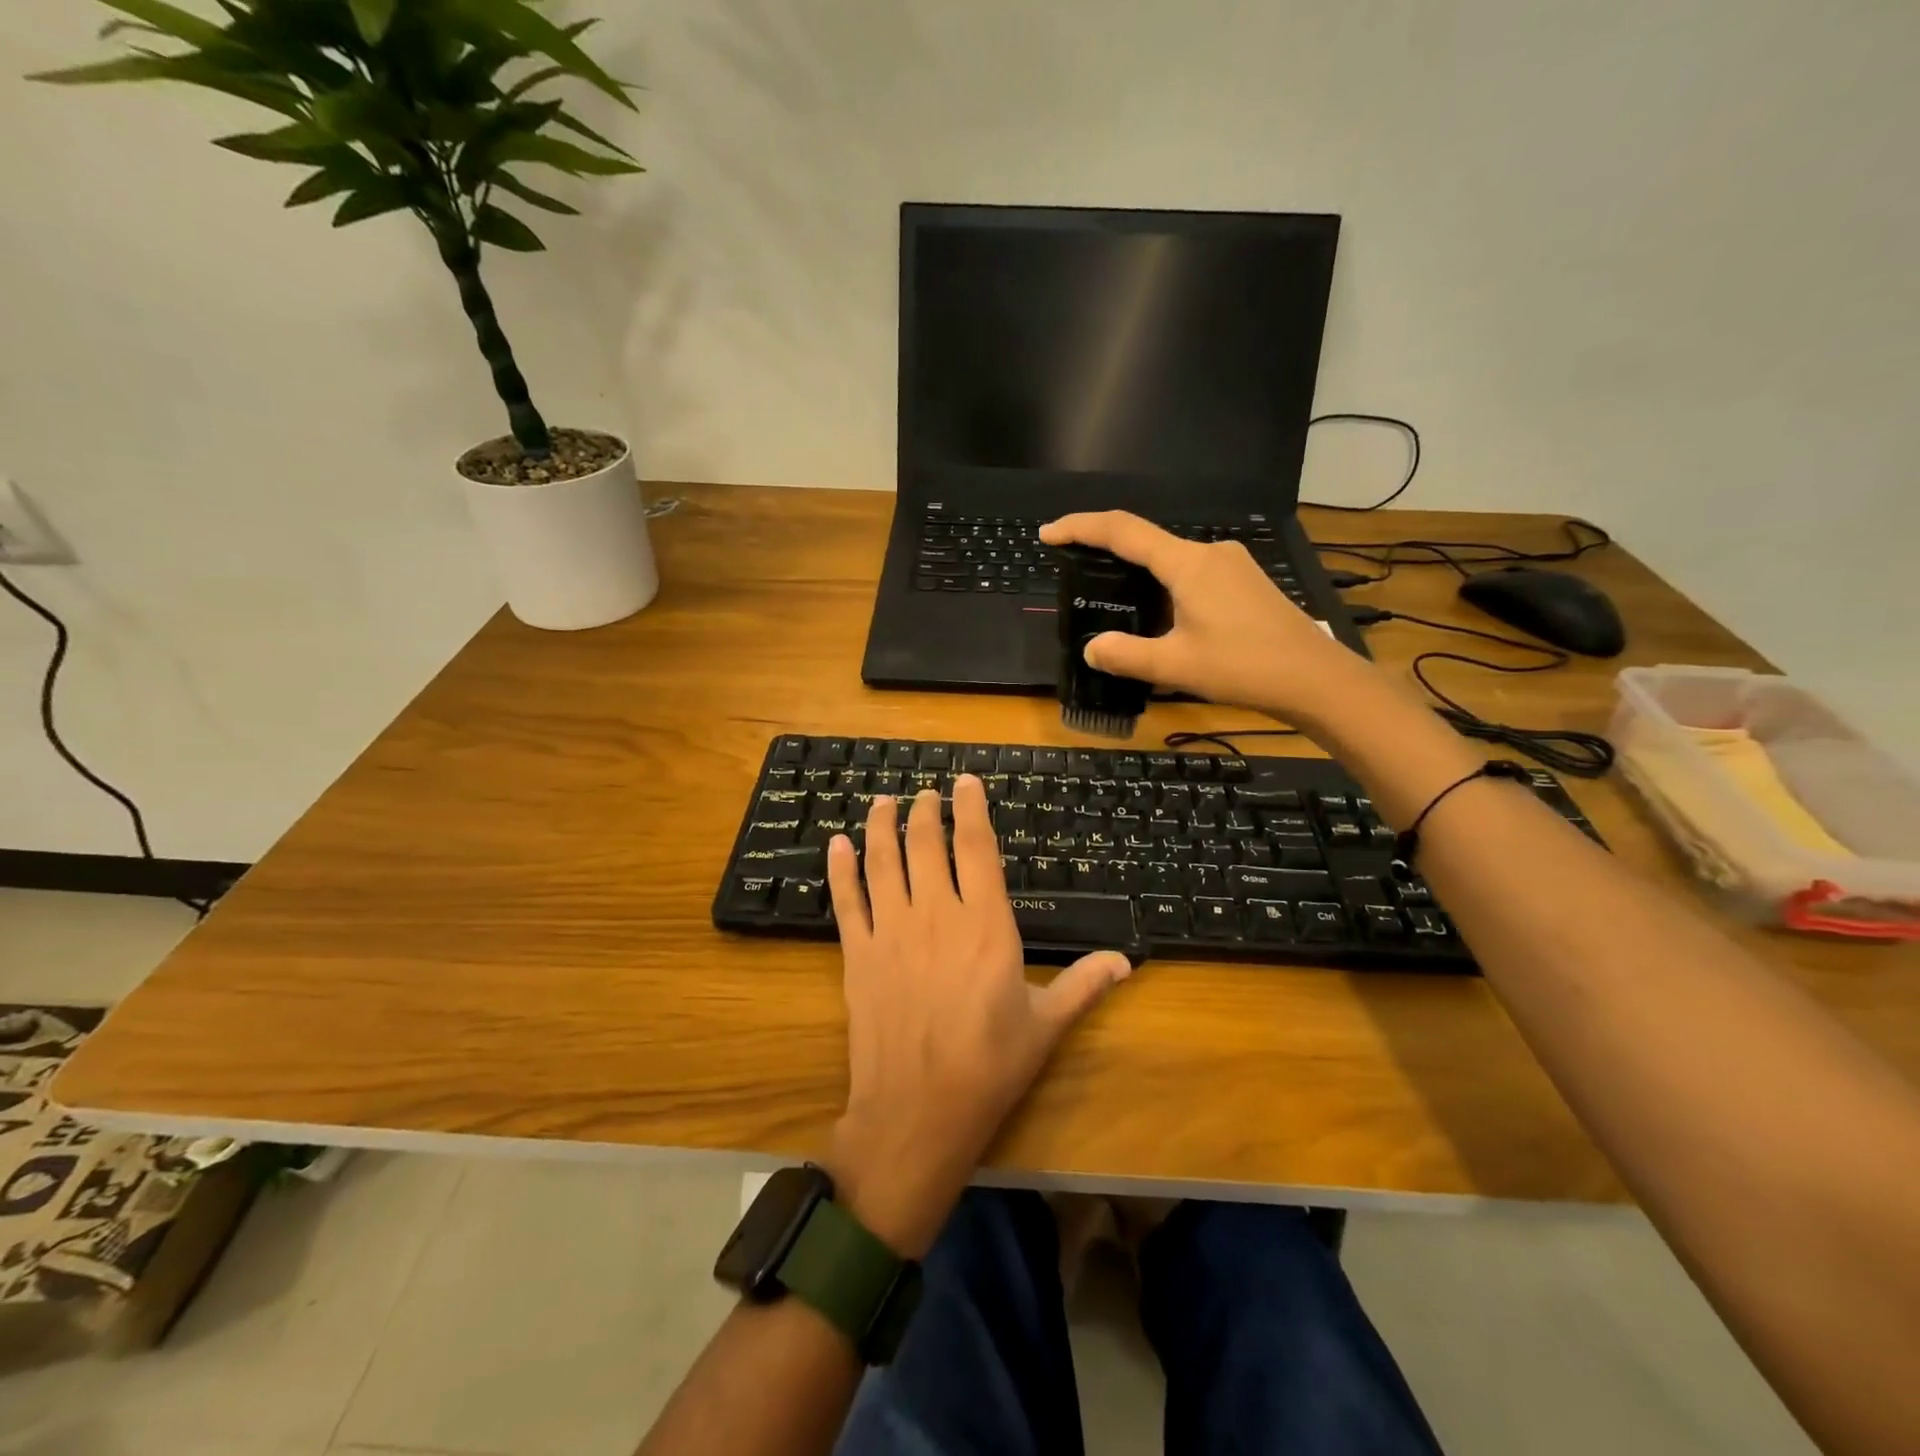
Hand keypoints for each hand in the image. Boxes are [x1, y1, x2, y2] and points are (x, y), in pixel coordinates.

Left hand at [823, 779, 1131, 1256]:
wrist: (917, 1112)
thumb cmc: (989, 1067)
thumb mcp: (1046, 1025)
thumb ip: (1084, 985)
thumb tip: (1127, 961)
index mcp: (986, 925)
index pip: (977, 847)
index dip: (972, 808)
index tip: (967, 782)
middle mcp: (937, 914)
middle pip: (927, 844)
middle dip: (925, 810)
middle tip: (925, 792)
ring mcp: (892, 931)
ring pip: (883, 861)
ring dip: (882, 826)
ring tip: (883, 801)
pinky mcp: (857, 954)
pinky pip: (846, 899)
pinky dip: (840, 868)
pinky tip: (837, 844)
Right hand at [1039, 510, 1370, 725]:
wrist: (1315, 678)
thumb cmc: (1244, 667)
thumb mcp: (1176, 665)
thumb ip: (1127, 655)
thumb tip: (1092, 649)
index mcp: (1188, 564)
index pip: (1123, 531)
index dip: (1081, 528)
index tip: (1049, 533)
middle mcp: (1209, 553)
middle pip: (1146, 541)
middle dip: (1107, 551)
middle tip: (1075, 570)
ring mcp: (1232, 565)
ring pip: (1171, 559)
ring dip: (1138, 573)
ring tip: (1114, 601)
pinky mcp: (1245, 581)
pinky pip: (1191, 572)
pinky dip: (1164, 584)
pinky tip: (1160, 615)